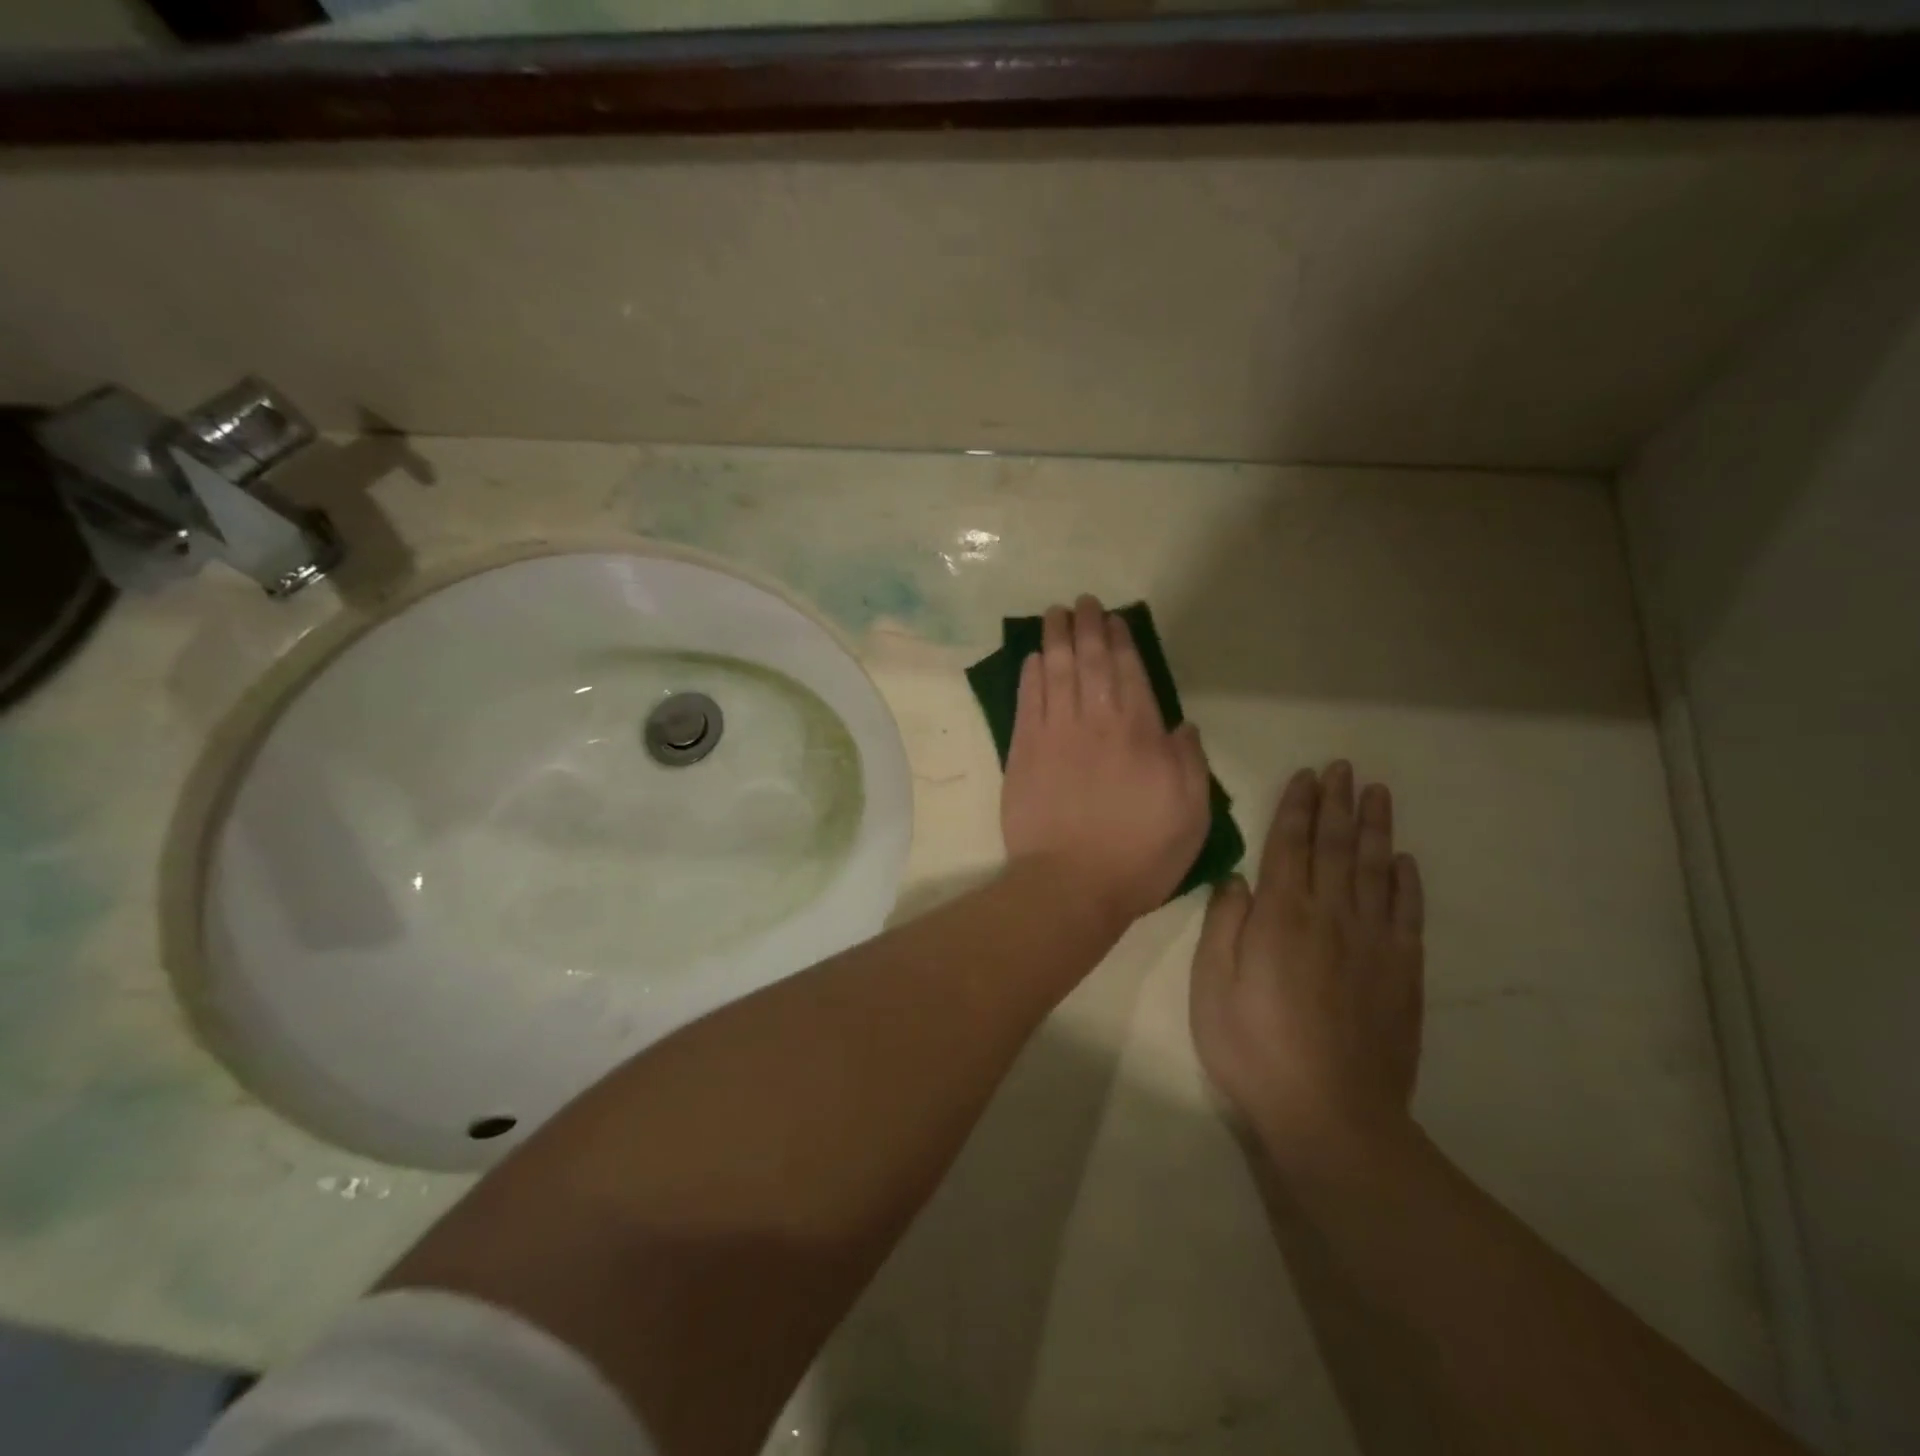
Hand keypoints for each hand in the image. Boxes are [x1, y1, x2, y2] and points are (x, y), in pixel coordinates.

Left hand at [1001, 596, 1211, 927]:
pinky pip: (1028, 702)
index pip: (1129, 674)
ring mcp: (1055, 734)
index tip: (1113, 619)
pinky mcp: (1023, 752)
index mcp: (1140, 734)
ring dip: (1056, 639)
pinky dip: (1031, 676)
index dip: (1120, 642)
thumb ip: (1189, 763)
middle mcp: (1097, 723)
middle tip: (1081, 602)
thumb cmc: (1139, 854)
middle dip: (1086, 627)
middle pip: (1090, 663)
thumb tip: (1182, 725)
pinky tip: (1033, 658)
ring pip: (1056, 673)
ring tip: (1054, 614)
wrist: (1070, 884)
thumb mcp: (1191, 814)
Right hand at [1189, 762, 1424, 1165]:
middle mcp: (1330, 917)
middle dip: (1338, 803)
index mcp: (1281, 917)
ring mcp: (1373, 943)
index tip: (1307, 775)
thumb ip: (1225, 926)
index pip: (1290, 846)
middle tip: (1344, 768)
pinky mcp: (1402, 973)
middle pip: (1335, 848)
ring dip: (1375, 829)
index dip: (1298, 808)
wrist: (1331, 1116)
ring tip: (1377, 793)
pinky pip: (1408, 914)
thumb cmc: (1254, 1048)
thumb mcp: (1212, 986)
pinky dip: (1407, 883)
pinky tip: (1404, 861)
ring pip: (1375, 870)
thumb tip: (1239, 879)